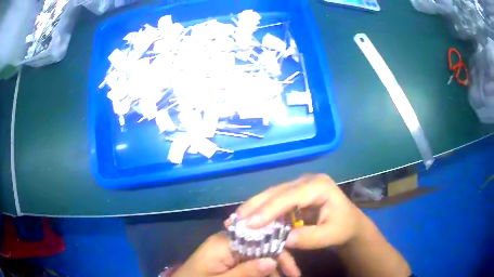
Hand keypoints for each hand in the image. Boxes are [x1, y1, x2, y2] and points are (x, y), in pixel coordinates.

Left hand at [173, 232, 299, 276]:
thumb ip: (246, 271)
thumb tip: (272, 260)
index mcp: (224, 243)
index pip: (257, 236)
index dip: (277, 247)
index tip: (292, 262)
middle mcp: (227, 241)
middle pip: (260, 245)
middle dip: (278, 259)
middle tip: (294, 274)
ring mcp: (226, 249)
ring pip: (256, 253)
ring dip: (272, 266)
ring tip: (287, 276)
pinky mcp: (226, 257)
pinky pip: (248, 260)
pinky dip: (260, 269)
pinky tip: (271, 275)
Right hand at [236, 174, 365, 248]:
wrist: (349, 222)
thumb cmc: (343, 227)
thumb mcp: (332, 234)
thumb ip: (311, 237)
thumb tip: (284, 240)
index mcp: (319, 186)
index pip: (290, 196)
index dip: (269, 209)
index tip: (250, 224)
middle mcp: (306, 181)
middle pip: (276, 192)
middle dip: (254, 206)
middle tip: (234, 221)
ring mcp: (298, 186)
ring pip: (271, 194)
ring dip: (252, 207)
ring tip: (235, 220)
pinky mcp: (293, 194)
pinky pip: (273, 201)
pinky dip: (259, 210)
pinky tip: (247, 219)